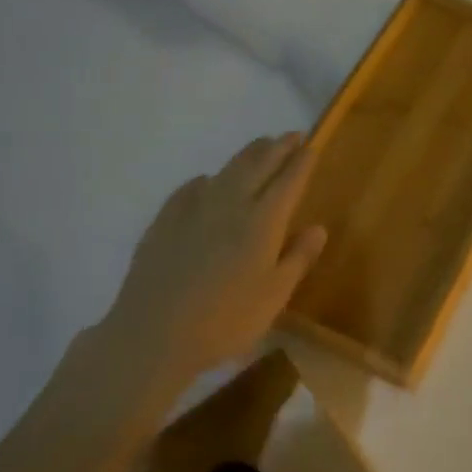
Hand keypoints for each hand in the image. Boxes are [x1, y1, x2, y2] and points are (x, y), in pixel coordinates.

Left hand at [92, 134, 325, 417]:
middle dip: (277, 148)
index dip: (302, 162)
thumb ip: (298, 258)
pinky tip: (207, 182)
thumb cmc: (225, 321)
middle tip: (292, 136)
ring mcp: (193, 211)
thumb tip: (318, 227)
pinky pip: (190, 189)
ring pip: (225, 171)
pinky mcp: (164, 223)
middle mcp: (230, 206)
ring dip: (247, 155)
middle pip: (257, 166)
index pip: (288, 181)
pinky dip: (207, 179)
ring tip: (259, 145)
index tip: (312, 146)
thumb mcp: (274, 296)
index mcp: (262, 222)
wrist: (153, 336)